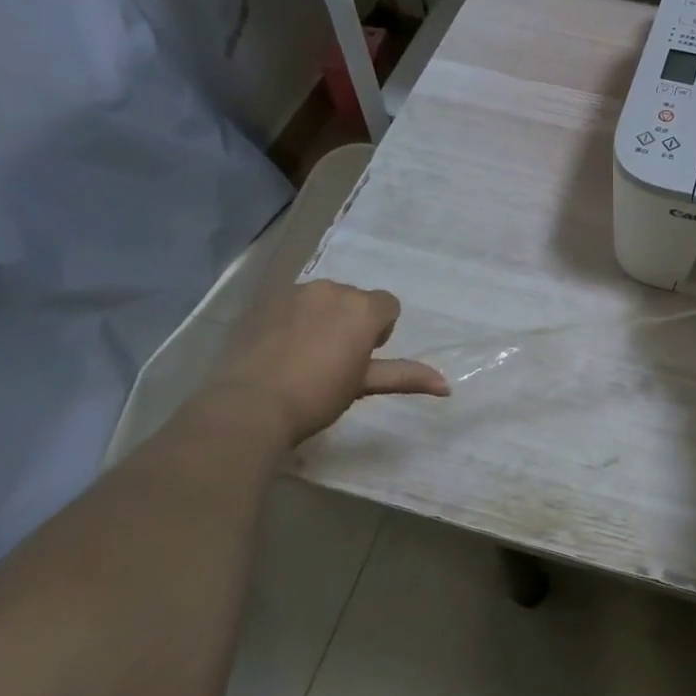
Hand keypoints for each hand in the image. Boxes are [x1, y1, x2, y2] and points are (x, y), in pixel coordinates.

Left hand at [196, 279, 447, 446]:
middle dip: (349, 322)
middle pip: (353, 299)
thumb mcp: (363, 385)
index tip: (360, 358)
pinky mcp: (263, 300)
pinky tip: (277, 348)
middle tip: (332, 360)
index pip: (387, 305)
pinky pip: (289, 303)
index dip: (378, 331)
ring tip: (301, 354)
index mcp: (362, 308)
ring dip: (320, 317)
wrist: (247, 406)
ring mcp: (294, 292)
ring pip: (321, 299)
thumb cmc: (316, 396)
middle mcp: (332, 289)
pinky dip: (290, 319)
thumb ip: (405, 376)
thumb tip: (448, 387)